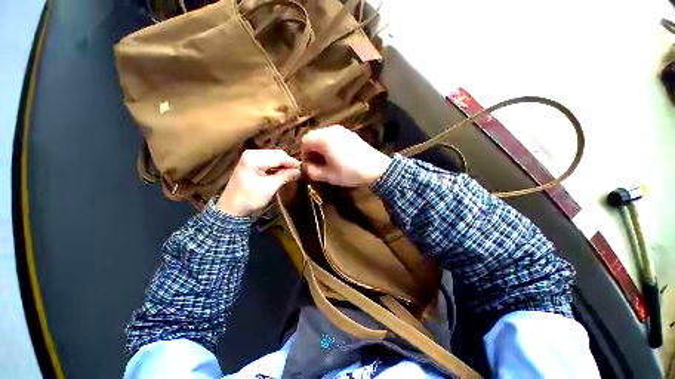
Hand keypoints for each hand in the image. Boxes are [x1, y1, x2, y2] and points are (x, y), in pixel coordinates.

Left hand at [217, 150, 300, 215]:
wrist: (231, 209)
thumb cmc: (249, 199)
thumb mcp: (269, 187)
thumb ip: (285, 176)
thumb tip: (299, 171)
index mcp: (254, 158)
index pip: (279, 156)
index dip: (292, 162)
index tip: (303, 169)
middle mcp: (252, 153)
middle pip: (277, 154)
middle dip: (289, 162)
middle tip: (300, 171)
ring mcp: (251, 157)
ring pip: (274, 157)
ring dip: (284, 164)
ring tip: (294, 172)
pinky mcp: (251, 163)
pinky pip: (269, 161)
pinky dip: (278, 166)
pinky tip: (284, 172)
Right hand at [301, 125, 390, 186]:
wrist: (376, 168)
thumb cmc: (350, 172)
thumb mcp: (328, 176)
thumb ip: (312, 171)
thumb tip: (305, 168)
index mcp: (323, 139)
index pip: (305, 142)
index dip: (304, 154)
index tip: (309, 166)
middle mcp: (331, 130)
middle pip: (314, 137)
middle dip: (312, 150)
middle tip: (317, 164)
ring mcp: (342, 130)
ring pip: (324, 136)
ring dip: (321, 148)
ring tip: (327, 161)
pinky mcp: (350, 133)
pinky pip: (334, 136)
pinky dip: (330, 145)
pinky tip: (337, 156)